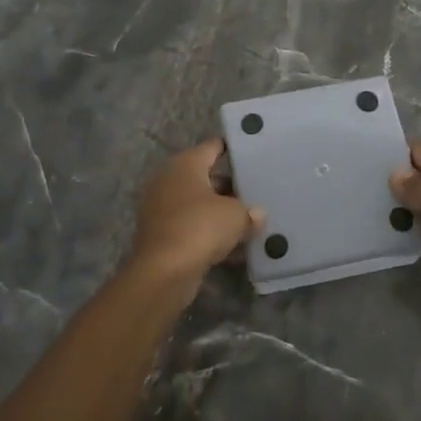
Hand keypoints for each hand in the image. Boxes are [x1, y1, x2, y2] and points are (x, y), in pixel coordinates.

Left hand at [131, 140, 264, 287]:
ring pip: (200, 205)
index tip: (254, 153)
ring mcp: (162, 208)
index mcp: (185, 164)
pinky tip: (236, 250)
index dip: (233, 149)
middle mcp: (170, 180)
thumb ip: (250, 212)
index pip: (213, 147)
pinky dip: (211, 235)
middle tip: (258, 192)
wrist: (163, 273)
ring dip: (222, 214)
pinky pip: (193, 228)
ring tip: (252, 222)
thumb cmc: (200, 228)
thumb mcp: (236, 216)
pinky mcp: (162, 235)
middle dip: (231, 187)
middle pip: (207, 177)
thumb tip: (257, 214)